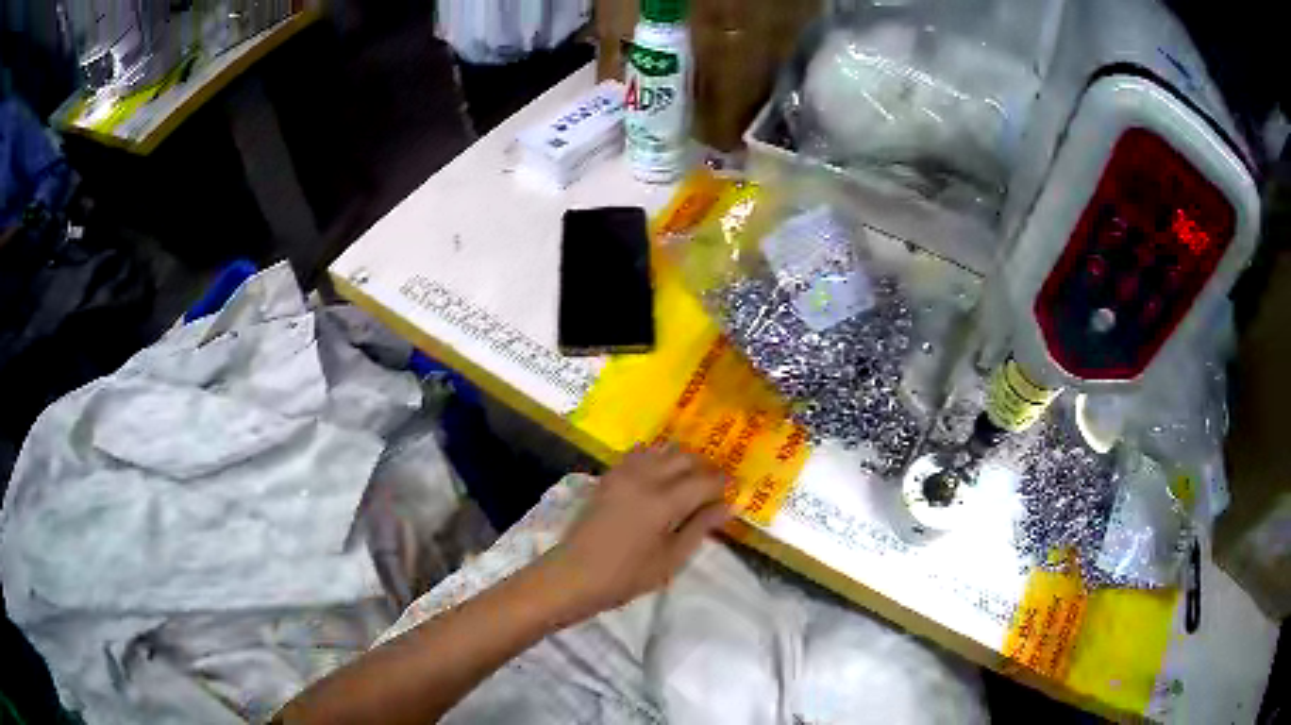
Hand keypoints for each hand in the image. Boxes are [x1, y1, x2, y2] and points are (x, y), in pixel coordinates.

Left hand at [541, 445, 732, 619]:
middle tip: (714, 488)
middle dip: (705, 468)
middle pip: (685, 457)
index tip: (734, 492)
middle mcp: (645, 478)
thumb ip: (700, 528)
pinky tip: (660, 477)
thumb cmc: (626, 576)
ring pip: (663, 449)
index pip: (706, 481)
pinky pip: (640, 453)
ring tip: (688, 482)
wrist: (574, 574)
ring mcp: (623, 473)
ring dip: (681, 460)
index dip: (724, 484)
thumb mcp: (671, 560)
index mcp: (664, 502)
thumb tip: (727, 506)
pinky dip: (657, 458)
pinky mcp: (609, 475)